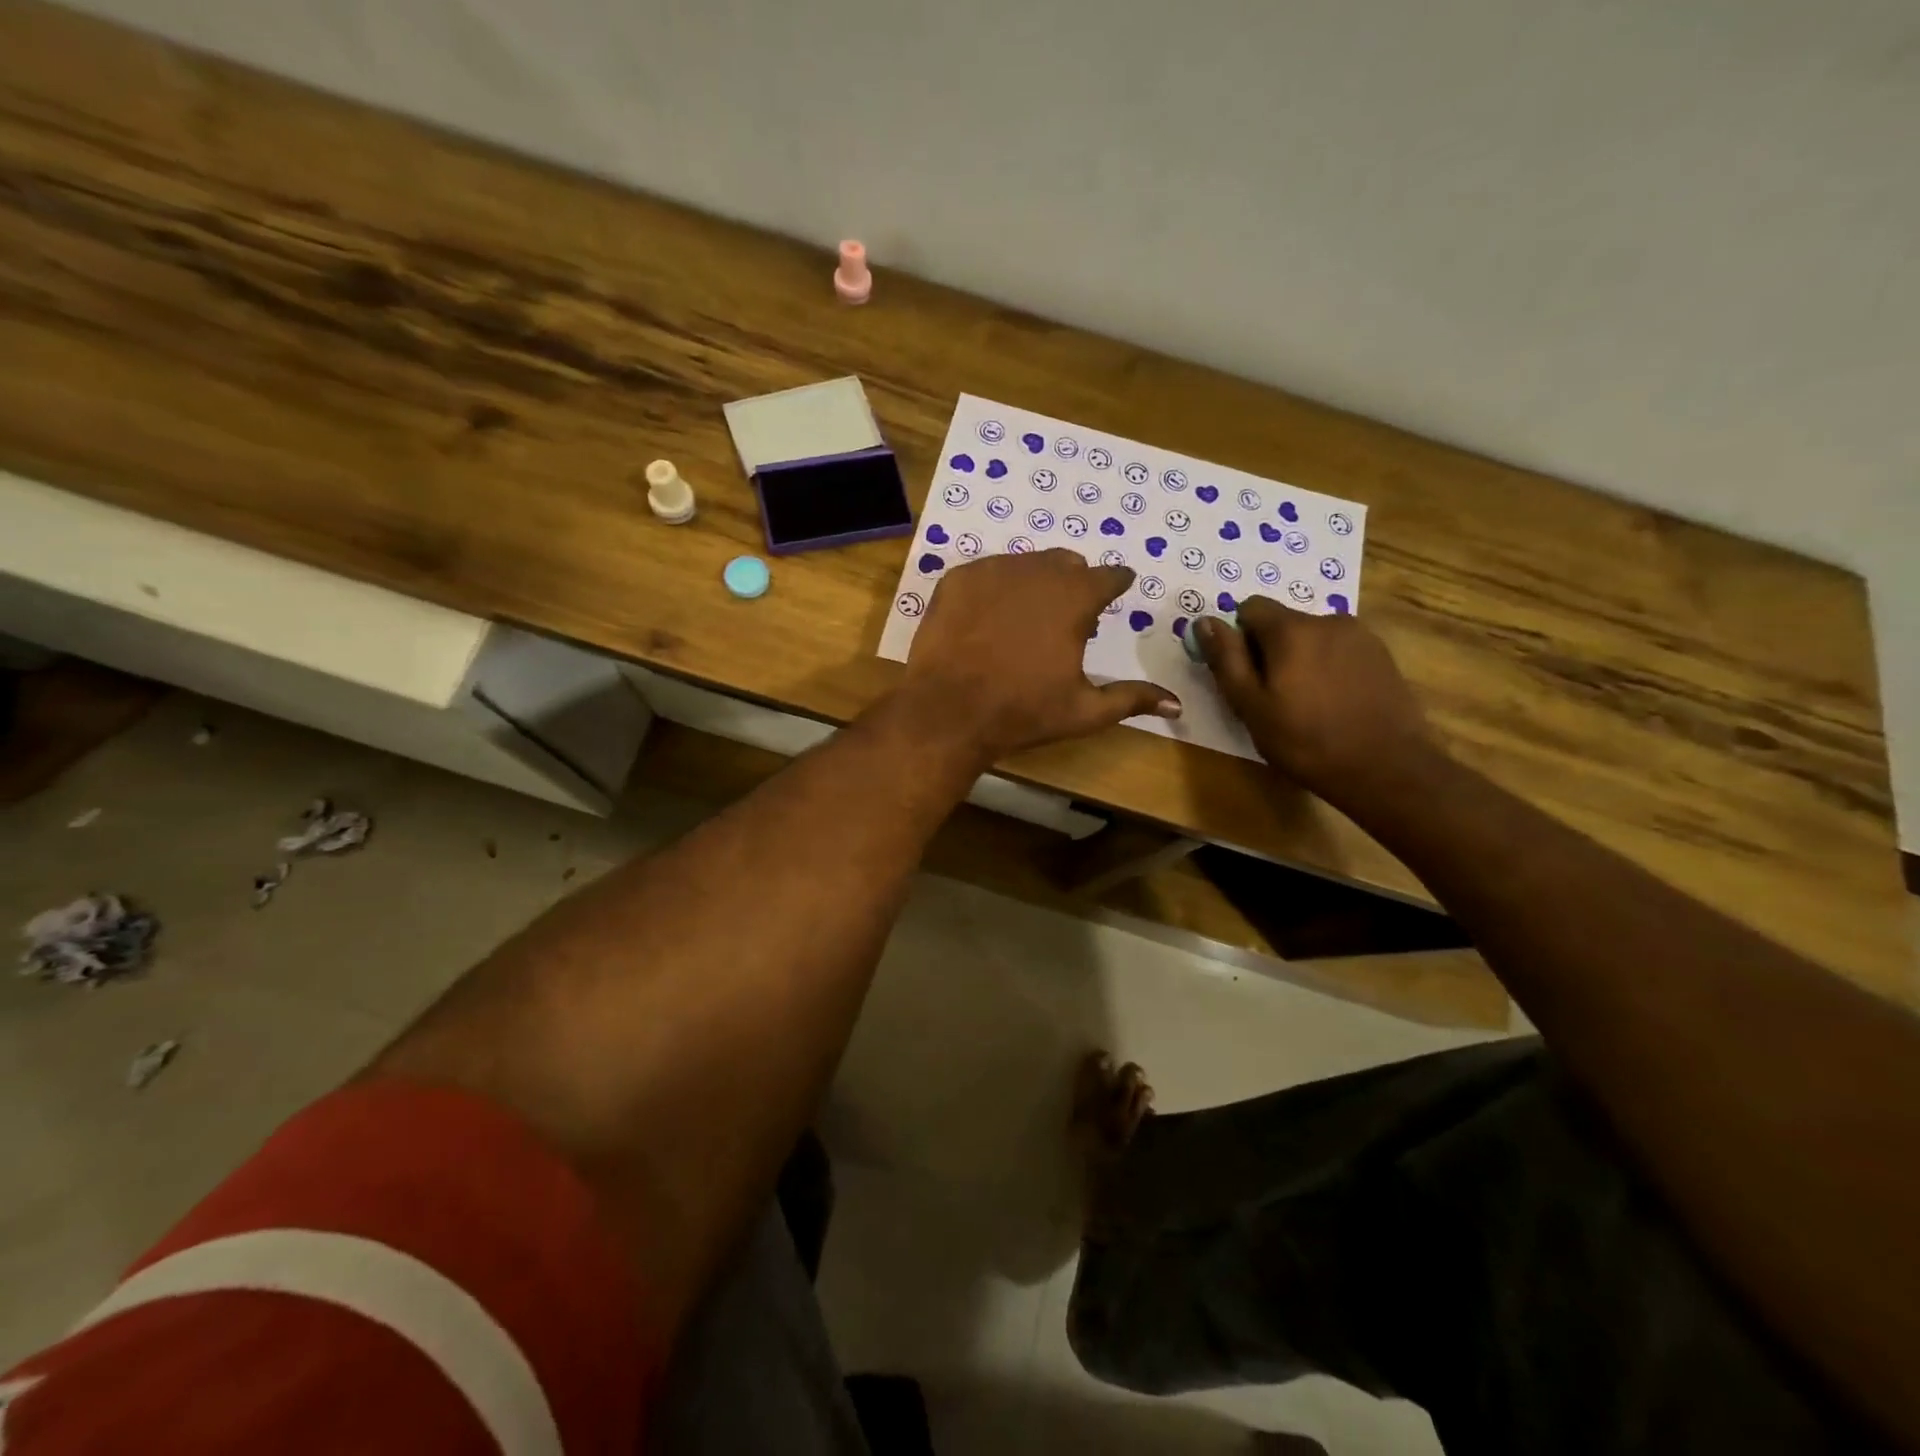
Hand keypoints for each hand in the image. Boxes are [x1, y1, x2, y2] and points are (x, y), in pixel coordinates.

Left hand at [898, 550, 1180, 761]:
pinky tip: (988, 619)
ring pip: (1026, 564)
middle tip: (1067, 618)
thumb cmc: (1023, 711)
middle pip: (1067, 565)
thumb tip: (1177, 705)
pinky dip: (996, 589)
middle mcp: (1037, 571)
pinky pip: (988, 572)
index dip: (1116, 585)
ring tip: (1025, 620)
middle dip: (1074, 584)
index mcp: (1075, 597)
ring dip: (1035, 583)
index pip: (1109, 576)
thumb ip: (1132, 699)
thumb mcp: (1084, 711)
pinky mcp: (957, 579)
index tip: (1117, 591)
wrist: (948, 711)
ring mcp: (992, 570)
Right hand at [1197, 597, 1437, 802]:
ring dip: (1301, 659)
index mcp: (1291, 630)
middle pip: (1283, 622)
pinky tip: (1334, 703)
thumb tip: (1204, 622)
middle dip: (1270, 650)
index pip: (1251, 607)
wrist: (1386, 768)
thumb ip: (1226, 659)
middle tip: (1273, 697)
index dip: (1240, 637)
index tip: (1245, 674)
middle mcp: (1328, 620)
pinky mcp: (1382, 655)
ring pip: (1313, 637)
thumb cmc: (1305, 740)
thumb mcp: (1250, 705)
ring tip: (1306, 703)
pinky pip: (1340, 650)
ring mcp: (1361, 636)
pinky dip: (1328, 668)